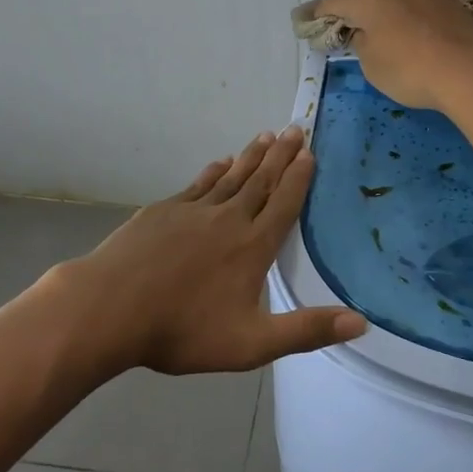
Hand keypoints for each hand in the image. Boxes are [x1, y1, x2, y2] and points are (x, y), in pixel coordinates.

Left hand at [58, 126, 366, 374]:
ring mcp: (194, 211)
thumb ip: (306, 330)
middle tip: (294, 128)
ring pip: (231, 176)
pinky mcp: (164, 211)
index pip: (284, 204)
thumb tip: (361, 323)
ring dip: (251, 156)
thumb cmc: (183, 329)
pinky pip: (198, 184)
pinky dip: (214, 171)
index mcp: (253, 246)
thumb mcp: (252, 343)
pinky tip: (220, 162)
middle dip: (280, 155)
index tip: (310, 152)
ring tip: (265, 136)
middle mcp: (229, 219)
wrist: (111, 308)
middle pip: (261, 181)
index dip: (299, 177)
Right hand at [312, 0, 472, 112]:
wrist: (470, 69)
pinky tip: (398, 11)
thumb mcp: (372, 64)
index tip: (305, 20)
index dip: (316, 12)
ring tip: (367, 9)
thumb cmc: (411, 70)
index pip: (332, 1)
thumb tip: (362, 30)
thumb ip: (360, 41)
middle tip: (335, 14)